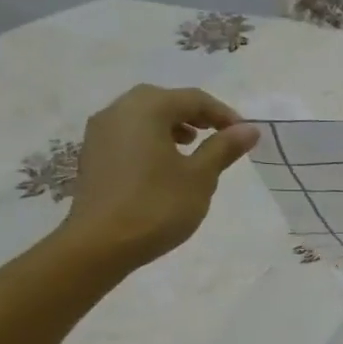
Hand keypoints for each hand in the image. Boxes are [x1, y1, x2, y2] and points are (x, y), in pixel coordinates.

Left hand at [58, 85, 259, 268]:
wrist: (99, 245)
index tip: (244, 135)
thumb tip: (249, 129)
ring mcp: (100, 133)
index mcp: (146, 109)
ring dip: (172, 125)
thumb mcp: (200, 177)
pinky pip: (129, 134)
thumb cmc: (157, 206)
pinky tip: (165, 165)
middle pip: (164, 100)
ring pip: (143, 116)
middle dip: (195, 115)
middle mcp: (118, 111)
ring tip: (193, 148)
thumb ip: (224, 148)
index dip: (223, 114)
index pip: (193, 98)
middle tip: (218, 135)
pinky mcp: (93, 155)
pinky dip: (152, 138)